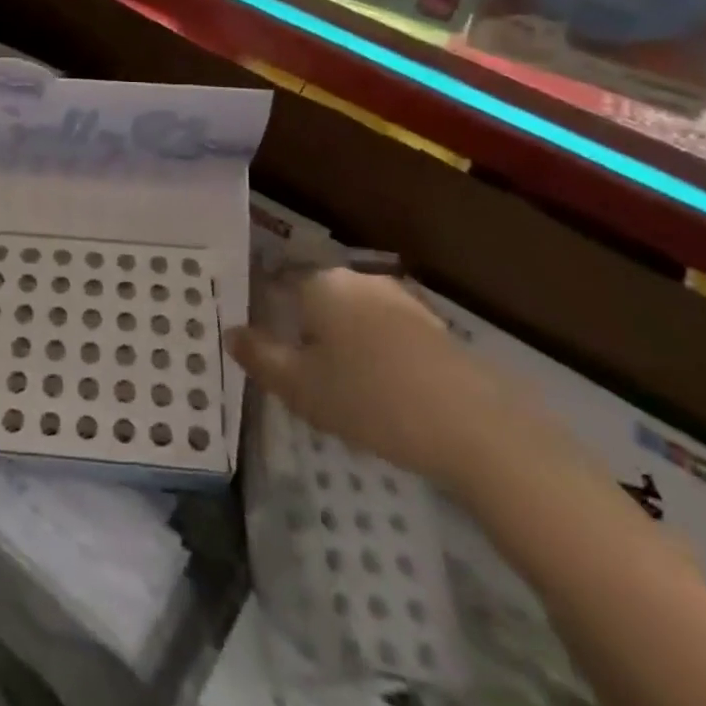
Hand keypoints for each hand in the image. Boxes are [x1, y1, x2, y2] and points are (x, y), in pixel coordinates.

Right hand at [225, 270, 510, 491]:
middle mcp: (360, 280)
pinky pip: (388, 333)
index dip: (266, 308)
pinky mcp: (435, 327)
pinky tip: (383, 390)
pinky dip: (377, 353)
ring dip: (343, 341)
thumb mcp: (300, 387)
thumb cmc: (370, 399)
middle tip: (300, 372)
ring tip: (341, 386)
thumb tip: (231, 333)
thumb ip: (260, 357)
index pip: (280, 281)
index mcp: (322, 284)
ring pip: (355, 315)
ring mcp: (402, 300)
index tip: (263, 342)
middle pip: (318, 297)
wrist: (475, 426)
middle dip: (306, 327)